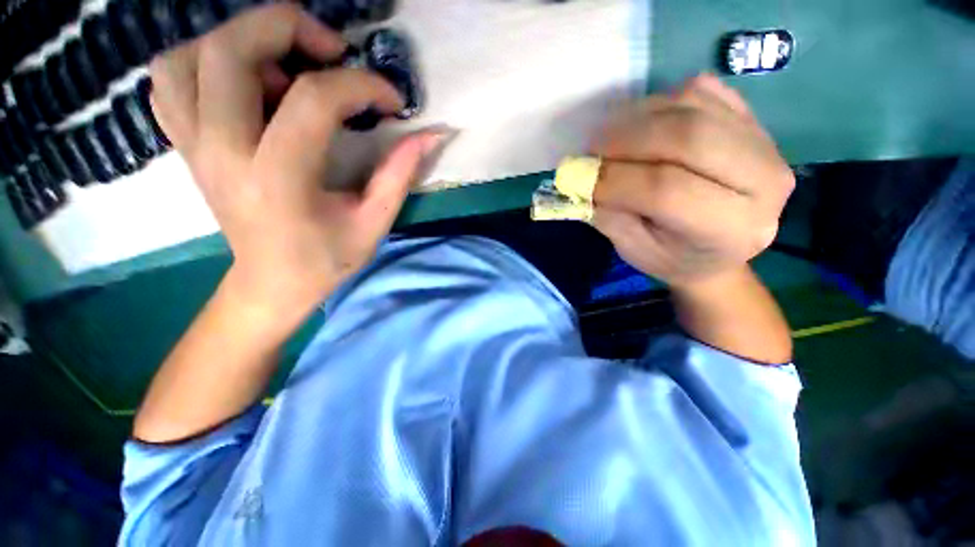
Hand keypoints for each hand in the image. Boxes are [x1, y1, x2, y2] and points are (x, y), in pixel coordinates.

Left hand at [149, 4, 445, 320]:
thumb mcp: (373, 222)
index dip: (360, 86)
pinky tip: (244, 82)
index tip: (391, 100)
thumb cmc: (326, 259)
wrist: (271, 283)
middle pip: (229, 51)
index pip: (313, 100)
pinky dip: (202, 61)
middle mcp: (223, 152)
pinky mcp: (185, 145)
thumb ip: (400, 174)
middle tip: (332, 50)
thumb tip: (430, 135)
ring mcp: (194, 146)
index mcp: (278, 180)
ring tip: (285, 66)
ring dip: (240, 40)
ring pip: (187, 56)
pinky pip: (170, 79)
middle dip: (287, 27)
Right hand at [592, 74, 794, 289]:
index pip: (668, 191)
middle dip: (626, 140)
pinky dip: (659, 102)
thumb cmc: (673, 256)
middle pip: (688, 137)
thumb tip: (580, 179)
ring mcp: (764, 140)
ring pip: (692, 106)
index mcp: (733, 228)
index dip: (616, 180)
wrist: (719, 246)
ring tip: (609, 141)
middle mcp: (764, 180)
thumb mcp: (635, 251)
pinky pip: (700, 91)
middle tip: (591, 151)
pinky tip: (641, 128)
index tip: (579, 179)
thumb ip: (609, 216)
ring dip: (637, 118)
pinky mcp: (752, 116)